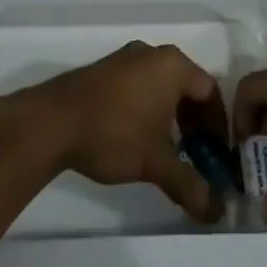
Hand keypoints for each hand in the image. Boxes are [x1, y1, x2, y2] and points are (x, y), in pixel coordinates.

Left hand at [0, 42, 225, 223]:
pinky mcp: (101, 69)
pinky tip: (135, 135)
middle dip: (194, 121)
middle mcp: (151, 53)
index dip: (217, 125)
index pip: (210, 92)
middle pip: (186, 86)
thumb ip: (190, 185)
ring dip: (169, 114)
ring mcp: (123, 58)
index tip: (216, 153)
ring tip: (166, 147)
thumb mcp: (155, 163)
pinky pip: (137, 84)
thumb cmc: (113, 134)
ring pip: (159, 85)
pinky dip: (146, 107)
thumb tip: (217, 214)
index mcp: (173, 65)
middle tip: (195, 152)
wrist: (48, 123)